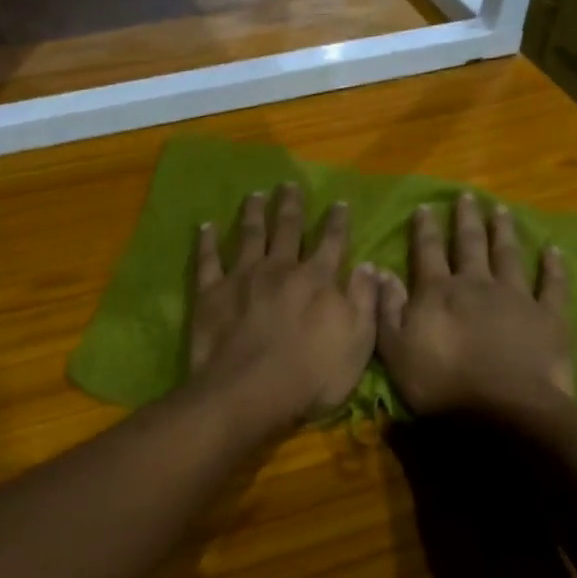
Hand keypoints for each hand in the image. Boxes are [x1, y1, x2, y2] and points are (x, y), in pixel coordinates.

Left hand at [188, 184, 378, 426]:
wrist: (249, 393)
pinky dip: (206, 241)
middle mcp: (280, 268)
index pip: (332, 242)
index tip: (339, 202)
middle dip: (291, 205)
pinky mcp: (211, 293)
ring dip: (253, 213)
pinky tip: (205, 225)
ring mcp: (242, 277)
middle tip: (289, 184)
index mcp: (317, 280)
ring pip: (249, 235)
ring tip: (255, 195)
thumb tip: (370, 266)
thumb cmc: (311, 377)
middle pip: (287, 229)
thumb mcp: (358, 344)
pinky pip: (208, 259)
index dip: (337, 222)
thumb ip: (364, 301)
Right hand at [376, 194, 574, 419]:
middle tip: (467, 196)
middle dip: (466, 219)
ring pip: (508, 255)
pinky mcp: (549, 316)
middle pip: (470, 244)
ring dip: (504, 231)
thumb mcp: (395, 351)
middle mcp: (476, 284)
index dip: (425, 229)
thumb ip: (387, 309)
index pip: (427, 252)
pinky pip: (552, 284)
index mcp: (438, 292)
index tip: (425, 207)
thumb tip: (380, 272)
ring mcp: (516, 297)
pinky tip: (554, 249)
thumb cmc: (442, 385)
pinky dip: (553, 266)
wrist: (504, 410)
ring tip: (501, 210)